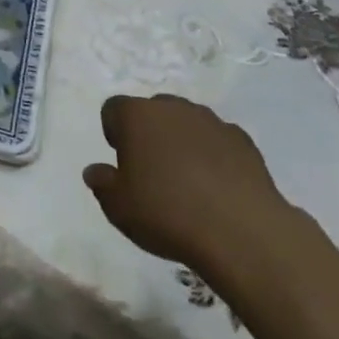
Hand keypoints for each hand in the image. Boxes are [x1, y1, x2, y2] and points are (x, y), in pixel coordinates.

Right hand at [83, 94, 289, 264]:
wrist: (240, 230)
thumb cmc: (166, 213)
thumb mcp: (118, 207)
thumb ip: (102, 183)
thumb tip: (95, 171)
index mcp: (137, 116)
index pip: (113, 108)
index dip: (114, 132)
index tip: (121, 161)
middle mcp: (173, 108)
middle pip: (153, 111)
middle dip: (149, 133)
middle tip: (152, 171)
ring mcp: (211, 121)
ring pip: (187, 123)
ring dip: (182, 142)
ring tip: (187, 181)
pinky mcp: (243, 140)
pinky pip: (218, 141)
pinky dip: (214, 156)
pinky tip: (216, 188)